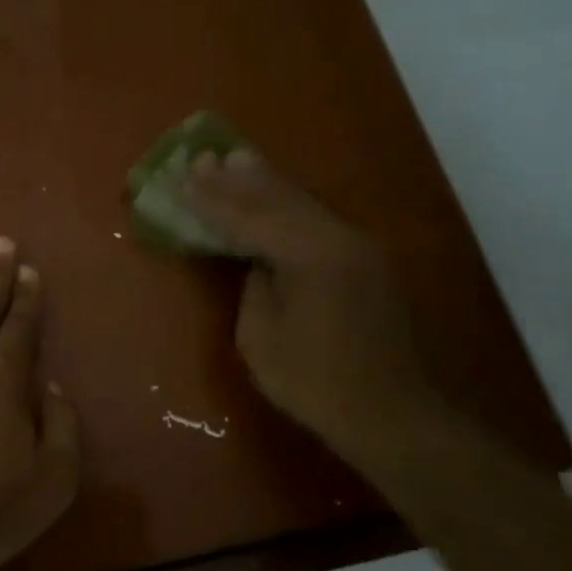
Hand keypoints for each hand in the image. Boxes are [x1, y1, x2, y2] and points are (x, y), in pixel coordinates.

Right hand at [182, 149, 440, 461]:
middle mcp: (340, 239)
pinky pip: (316, 222)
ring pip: (302, 205)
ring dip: (264, 184)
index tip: (181, 178)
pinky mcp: (365, 263)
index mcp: (312, 255)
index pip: (250, 219)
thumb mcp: (262, 339)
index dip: (211, 201)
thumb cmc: (316, 383)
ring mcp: (358, 248)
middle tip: (203, 156)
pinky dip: (287, 207)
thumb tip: (257, 263)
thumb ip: (255, 288)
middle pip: (279, 199)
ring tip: (235, 159)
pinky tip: (272, 197)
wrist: (391, 414)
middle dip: (237, 179)